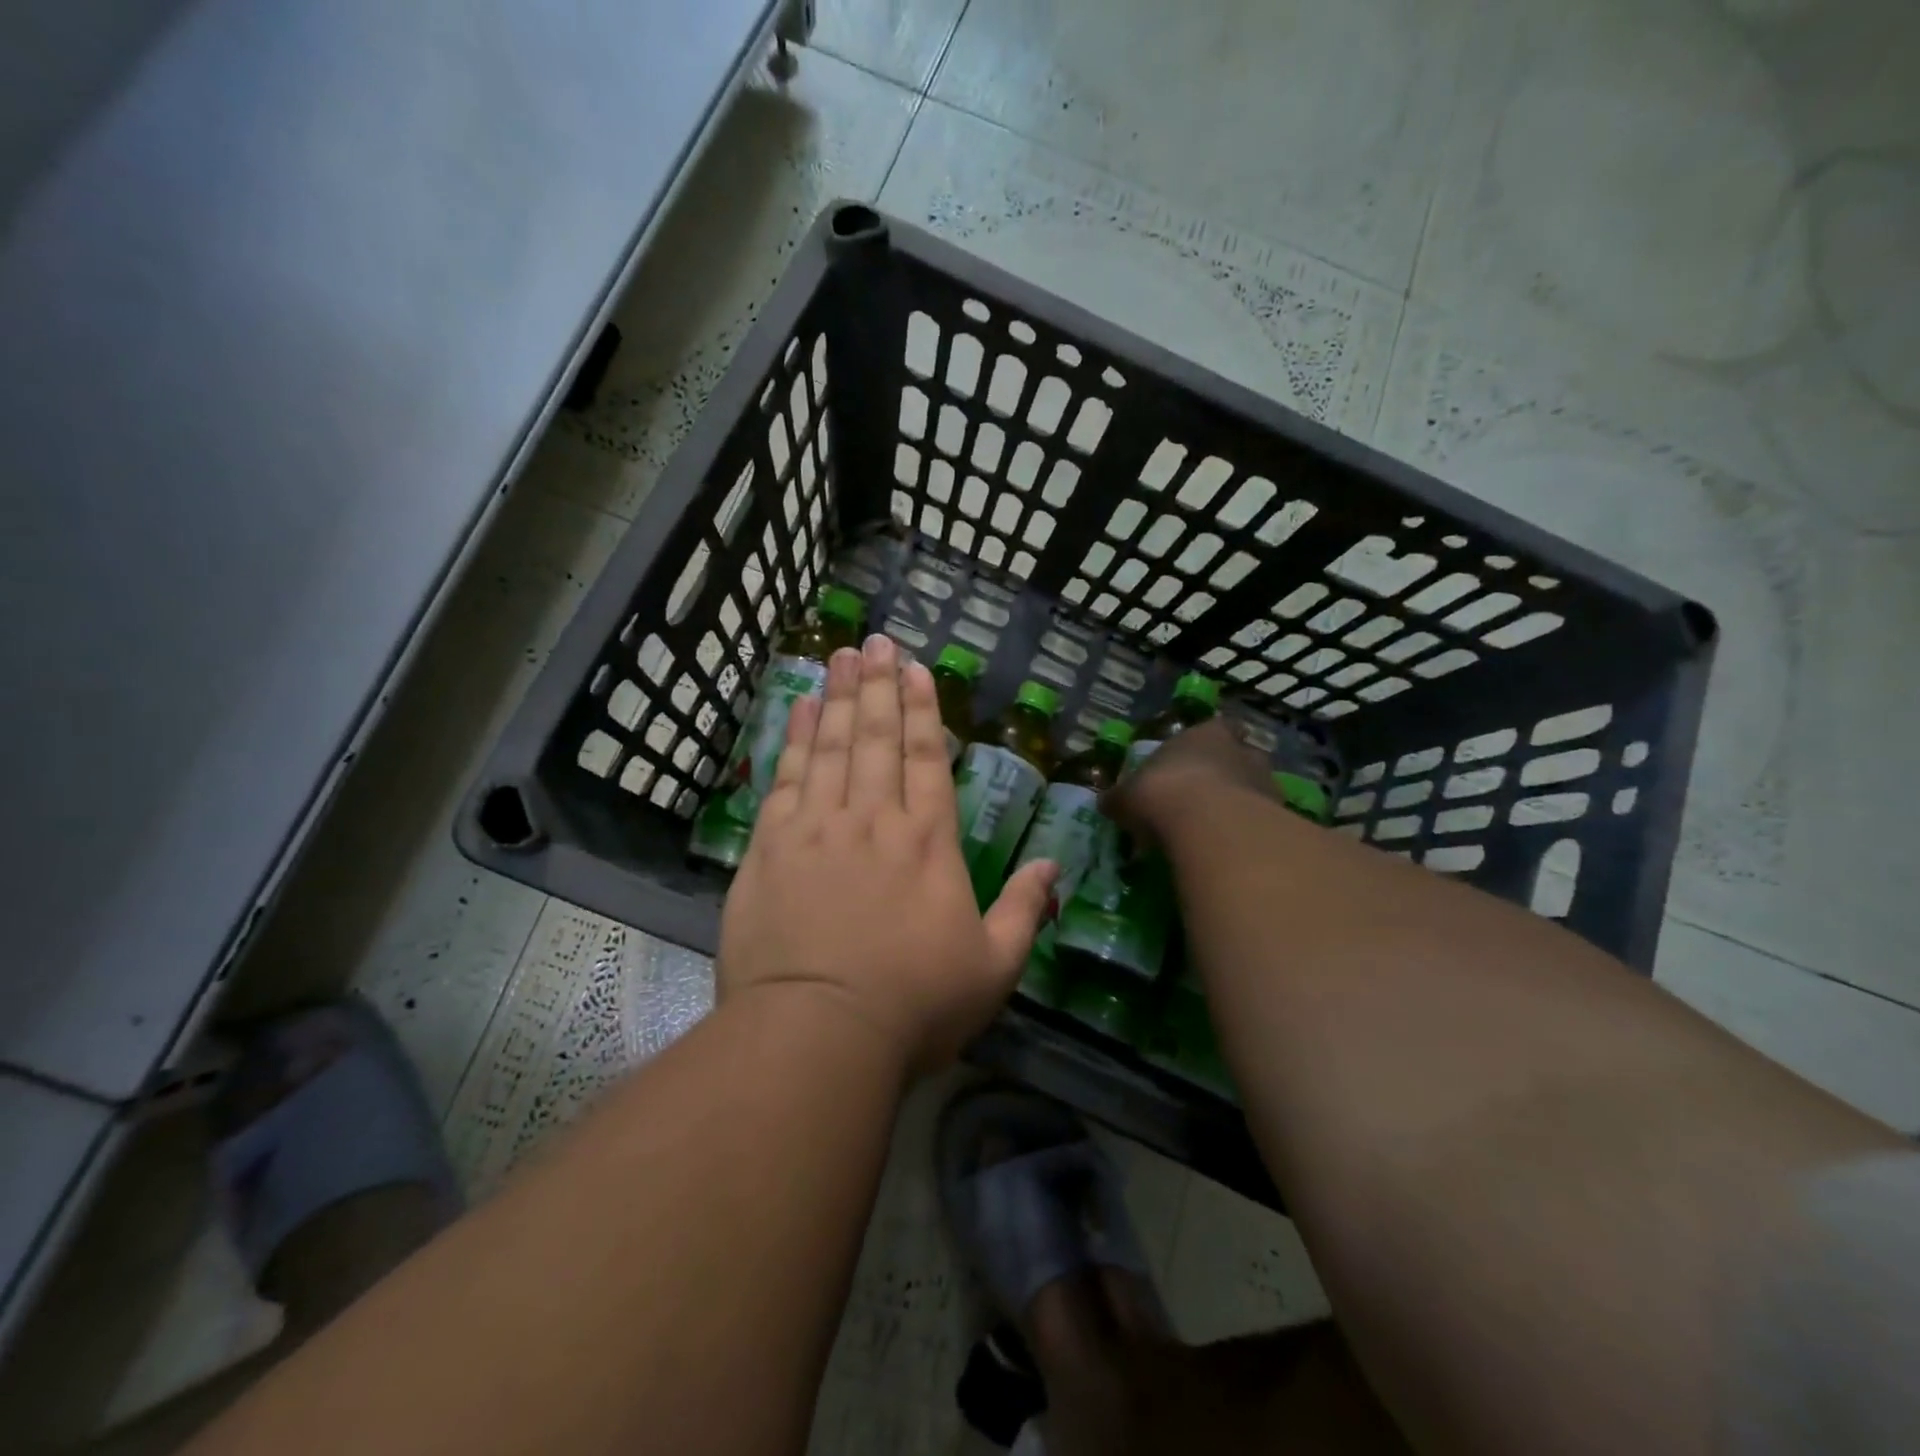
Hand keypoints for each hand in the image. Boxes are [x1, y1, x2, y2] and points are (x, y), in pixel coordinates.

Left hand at [717, 634, 1057, 1073]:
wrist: (817, 1034)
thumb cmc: (913, 1005)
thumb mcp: (992, 967)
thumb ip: (1025, 910)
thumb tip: (1053, 865)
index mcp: (928, 841)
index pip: (928, 757)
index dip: (923, 709)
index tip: (915, 668)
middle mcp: (874, 819)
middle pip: (877, 737)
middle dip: (879, 685)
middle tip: (875, 640)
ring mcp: (818, 827)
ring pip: (831, 745)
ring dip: (839, 696)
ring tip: (840, 655)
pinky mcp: (771, 846)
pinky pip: (786, 777)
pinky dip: (795, 738)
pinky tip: (800, 709)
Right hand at [1104, 717, 1273, 844]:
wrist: (1210, 826)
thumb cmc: (1163, 793)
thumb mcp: (1127, 796)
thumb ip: (1120, 798)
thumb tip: (1107, 802)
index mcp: (1206, 733)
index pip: (1215, 728)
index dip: (1204, 744)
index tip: (1192, 762)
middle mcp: (1242, 751)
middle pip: (1238, 758)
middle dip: (1225, 775)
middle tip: (1203, 800)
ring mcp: (1266, 784)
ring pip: (1254, 790)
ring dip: (1239, 806)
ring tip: (1216, 831)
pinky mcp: (1280, 819)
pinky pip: (1262, 824)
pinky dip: (1248, 834)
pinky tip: (1229, 851)